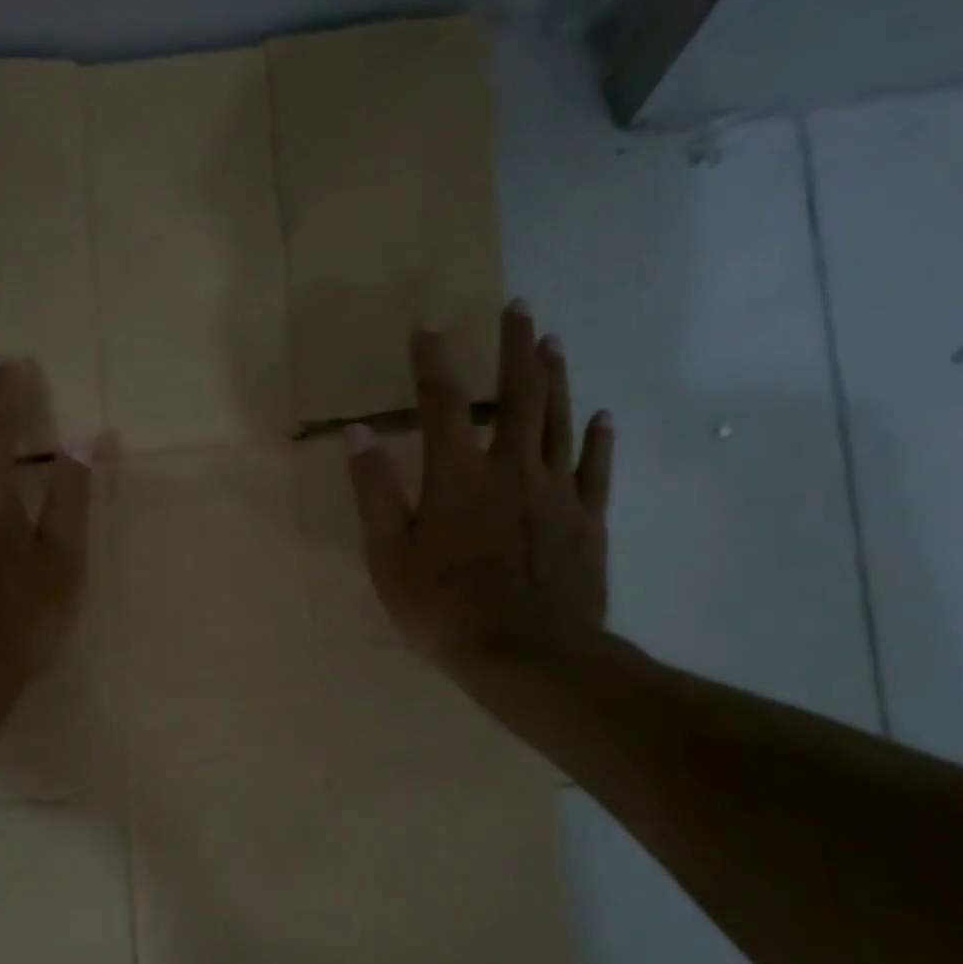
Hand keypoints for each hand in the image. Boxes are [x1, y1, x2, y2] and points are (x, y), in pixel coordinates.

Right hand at [347, 301, 613, 671]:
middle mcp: (511, 469)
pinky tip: (603, 416)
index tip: (428, 329)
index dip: (434, 363)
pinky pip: (596, 470)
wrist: (527, 655)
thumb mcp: (388, 555)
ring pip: (559, 421)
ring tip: (553, 343)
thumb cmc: (445, 608)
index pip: (443, 403)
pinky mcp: (587, 522)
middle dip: (516, 348)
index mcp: (458, 476)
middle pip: (518, 395)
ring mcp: (556, 493)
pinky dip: (599, 440)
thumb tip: (359, 432)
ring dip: (556, 378)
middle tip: (519, 307)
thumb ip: (374, 491)